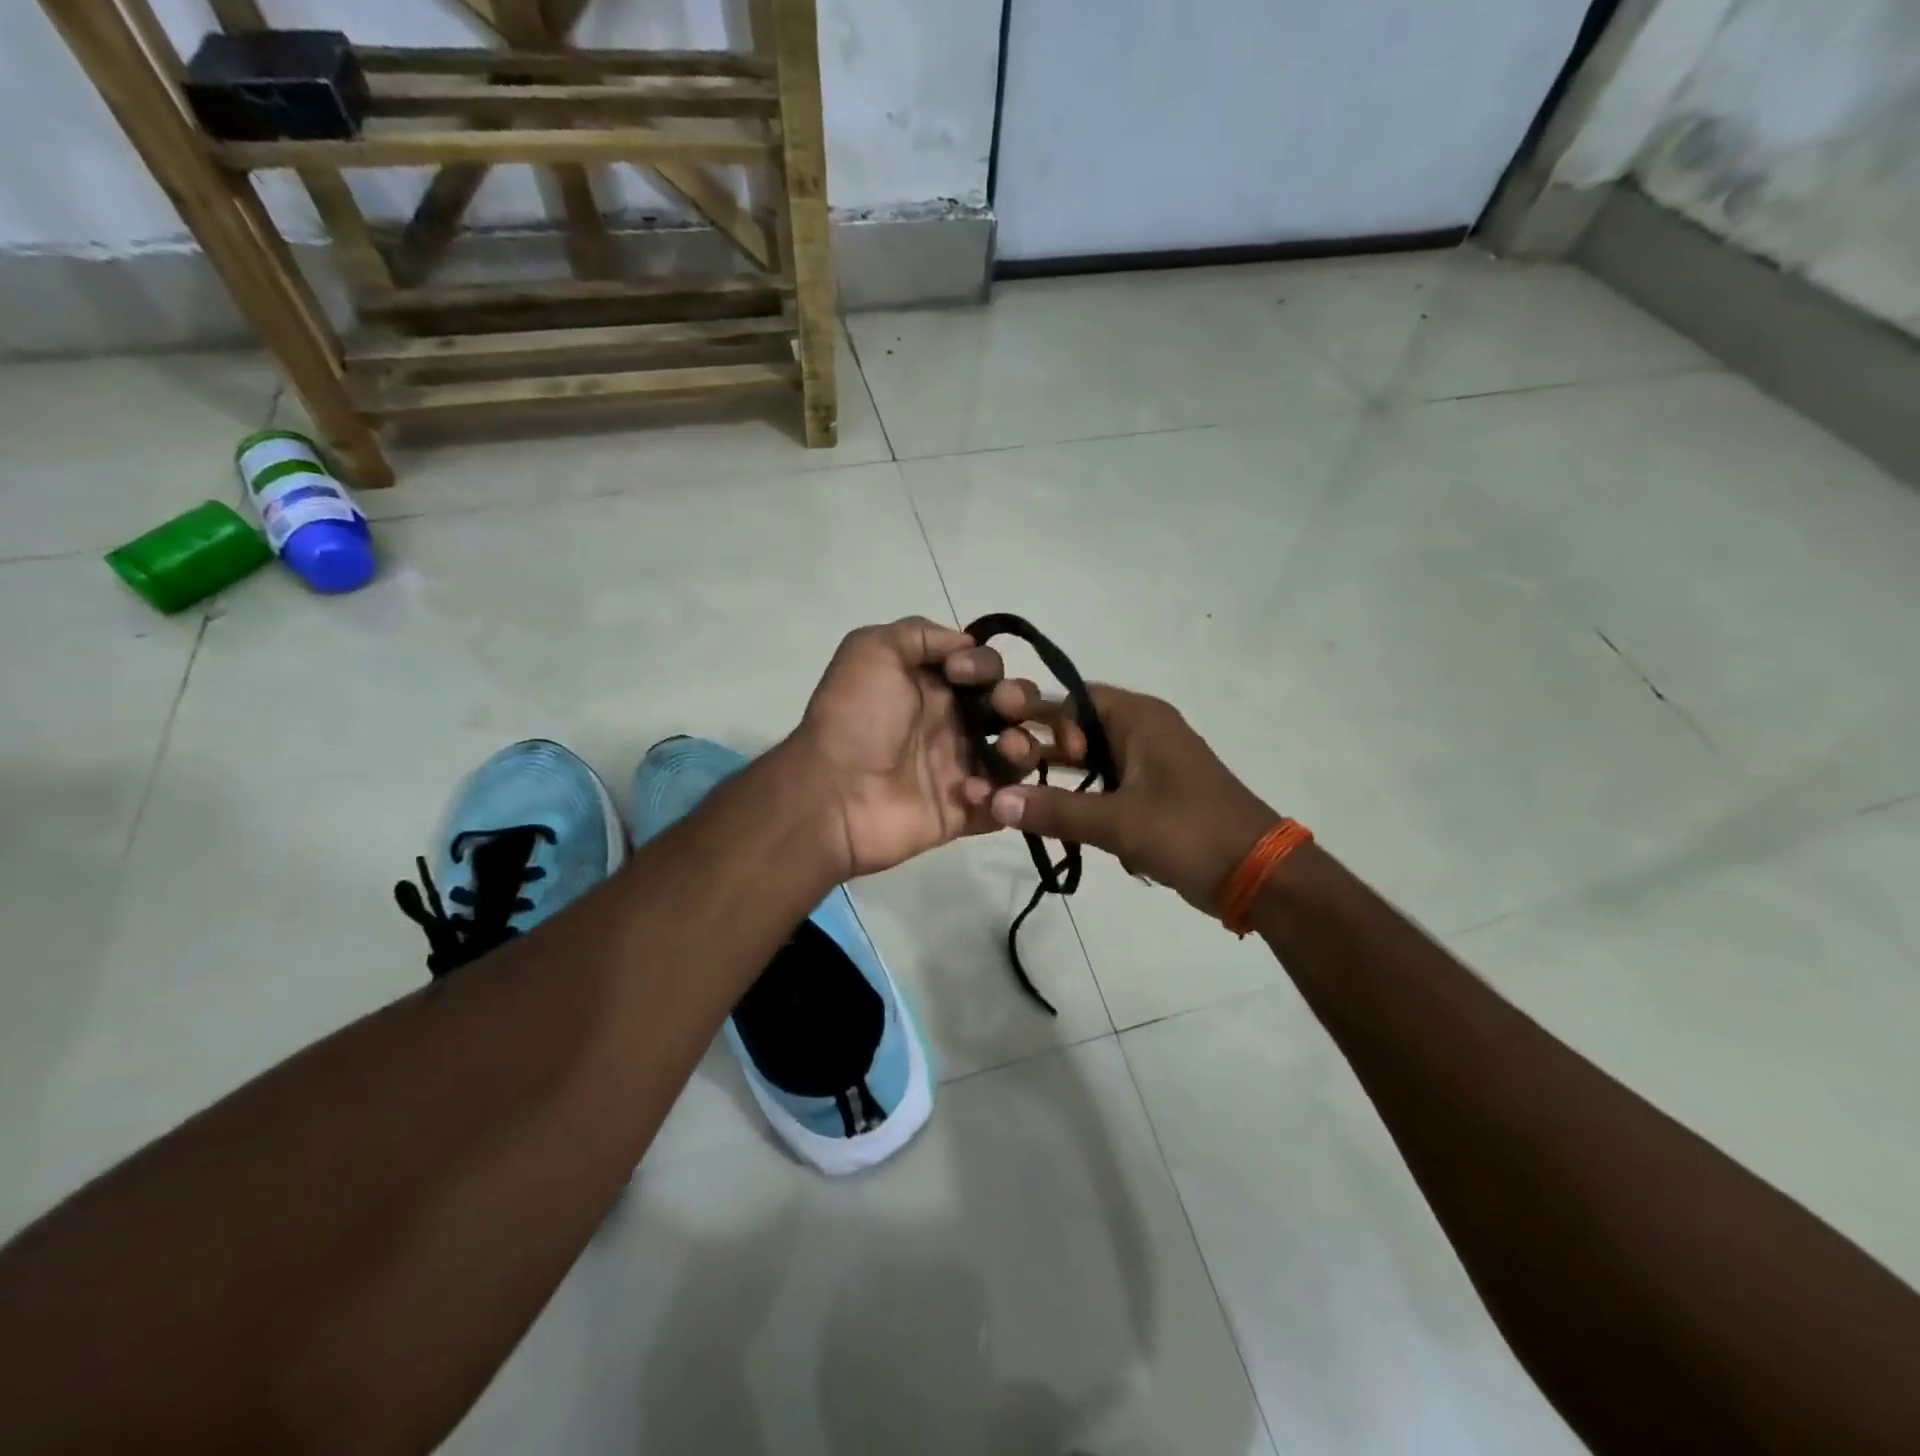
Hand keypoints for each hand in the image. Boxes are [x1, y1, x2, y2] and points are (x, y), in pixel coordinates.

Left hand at [789, 618, 1057, 878]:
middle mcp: (952, 725)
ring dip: (1023, 746)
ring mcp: (960, 770)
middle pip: (1011, 708)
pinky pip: (1004, 804)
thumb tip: (966, 645)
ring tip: (1005, 749)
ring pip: (1018, 755)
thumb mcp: (871, 650)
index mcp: (933, 687)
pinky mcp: (963, 812)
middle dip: (1020, 700)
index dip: (985, 665)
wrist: (831, 792)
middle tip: (1003, 708)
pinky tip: (971, 790)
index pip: (985, 669)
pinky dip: (1003, 795)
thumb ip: (920, 634)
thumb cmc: (854, 718)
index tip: (960, 674)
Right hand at [987, 684, 1277, 912]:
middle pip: (1079, 729)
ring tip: (1025, 804)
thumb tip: (994, 801)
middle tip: (1008, 779)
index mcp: (1139, 718)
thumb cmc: (1189, 833)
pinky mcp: (1155, 794)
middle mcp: (1144, 730)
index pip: (1073, 699)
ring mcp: (1151, 763)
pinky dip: (1086, 801)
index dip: (1039, 720)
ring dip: (1063, 782)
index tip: (1012, 750)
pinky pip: (1108, 786)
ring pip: (1092, 761)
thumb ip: (1054, 810)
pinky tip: (1061, 825)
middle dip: (1045, 754)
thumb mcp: (1117, 822)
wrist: (1259, 875)